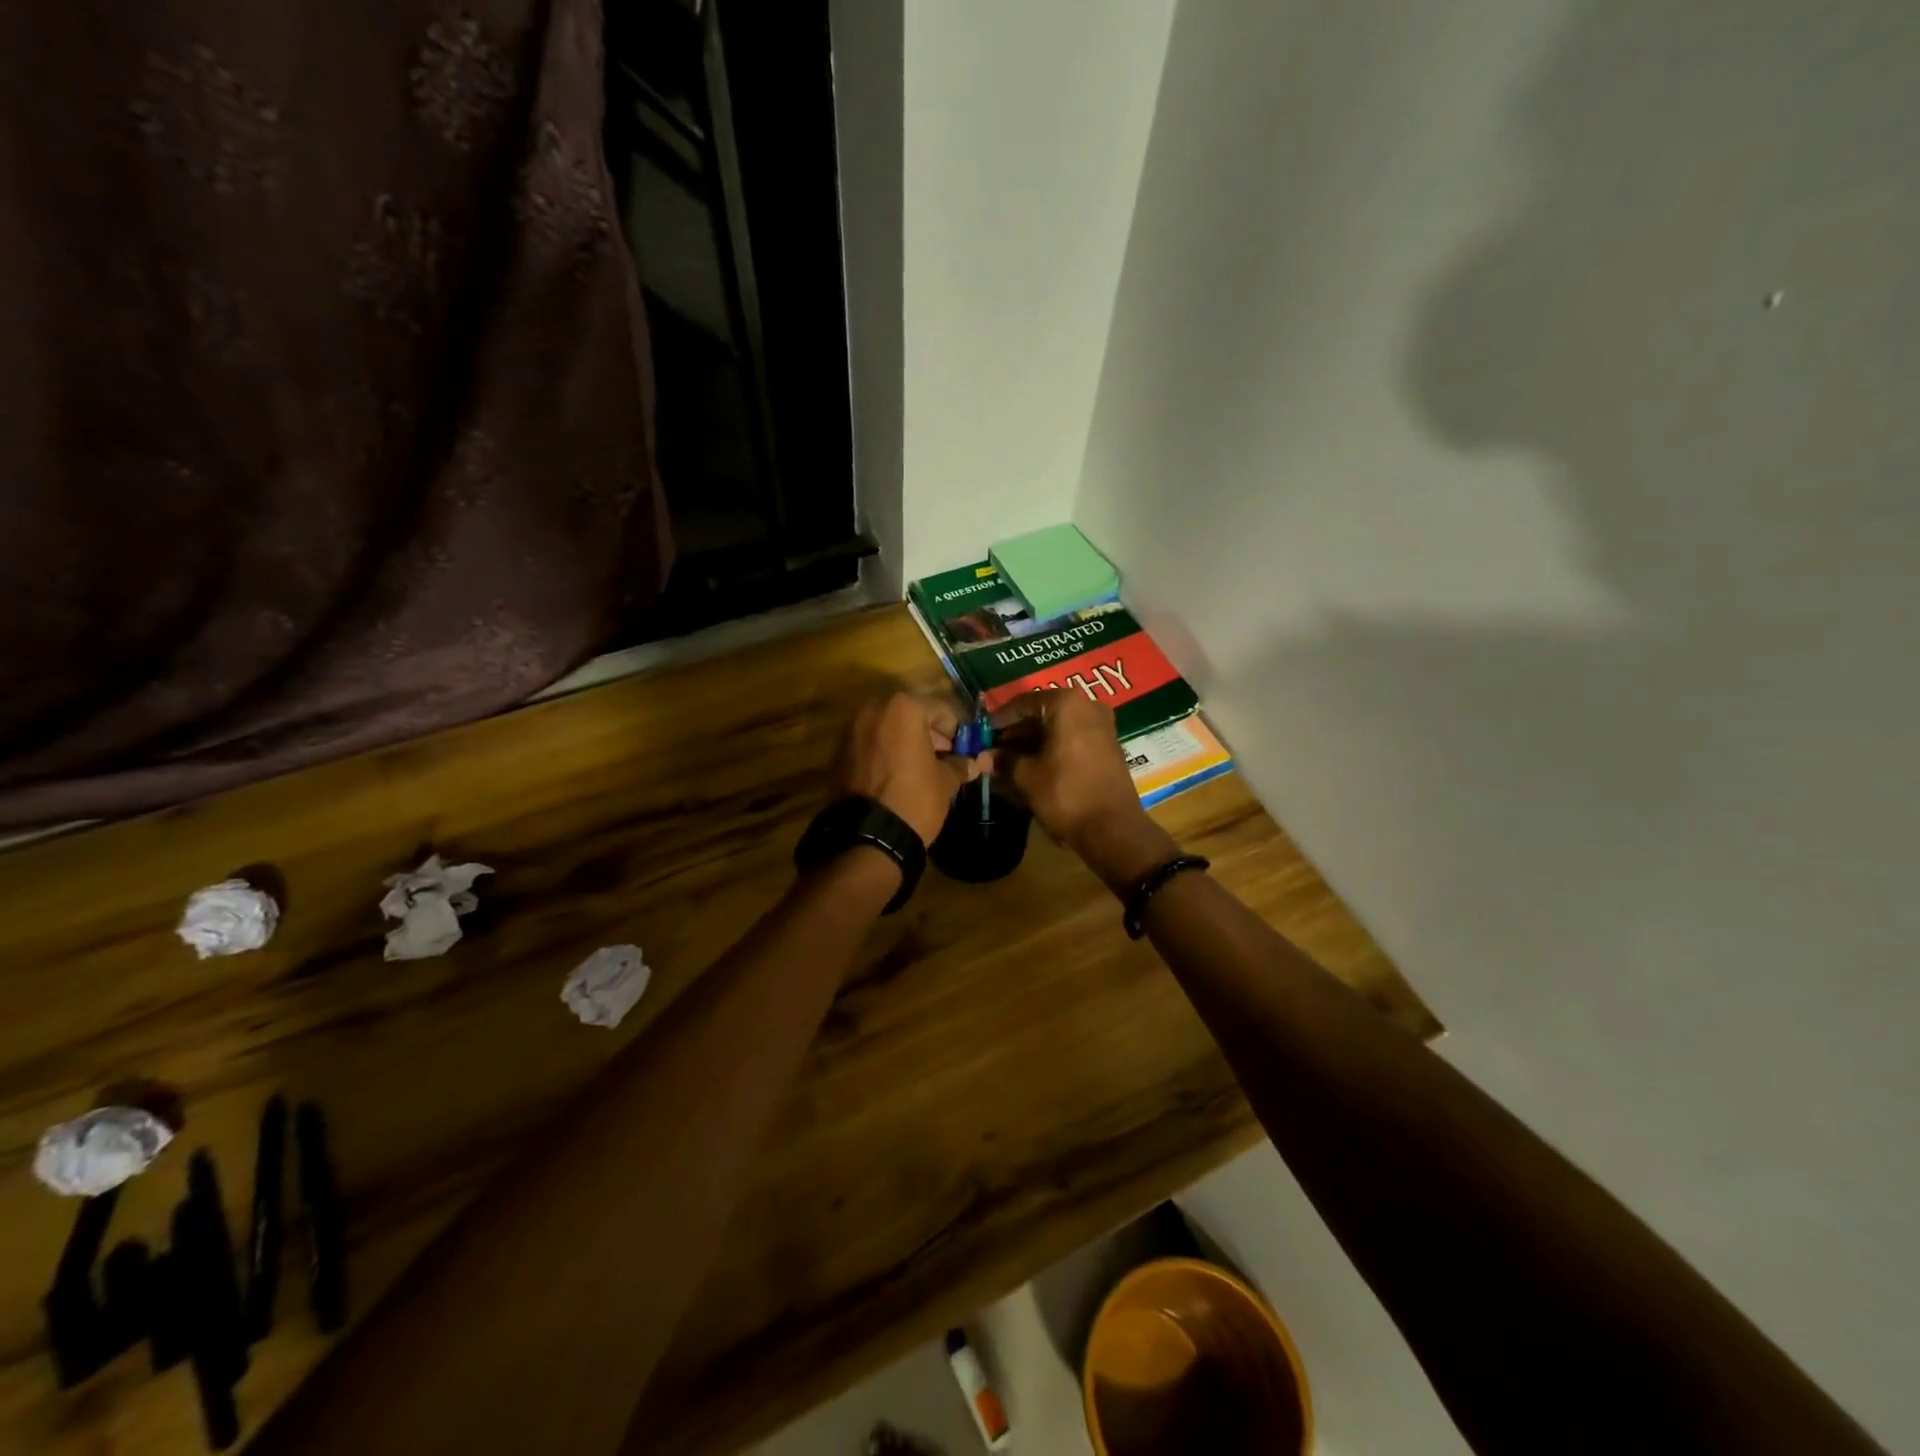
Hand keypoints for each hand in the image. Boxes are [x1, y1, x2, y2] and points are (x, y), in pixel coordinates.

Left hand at [835, 692, 976, 844]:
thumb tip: (976, 763)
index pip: (941, 710)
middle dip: (928, 735)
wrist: (869, 836)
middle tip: (943, 759)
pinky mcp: (839, 751)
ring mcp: (852, 729)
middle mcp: (874, 709)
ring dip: (905, 744)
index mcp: (904, 708)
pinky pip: (871, 745)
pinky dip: (885, 754)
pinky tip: (897, 777)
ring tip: (920, 770)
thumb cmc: (915, 798)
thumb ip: (960, 765)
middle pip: (911, 716)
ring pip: (888, 729)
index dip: (956, 732)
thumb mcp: (946, 781)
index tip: (963, 750)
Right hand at [989, 689, 1175, 891]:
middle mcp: (1087, 705)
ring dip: (1032, 744)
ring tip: (1008, 764)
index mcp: (1065, 703)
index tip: (980, 736)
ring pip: (1056, 727)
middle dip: (1015, 734)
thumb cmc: (1065, 794)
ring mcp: (1101, 725)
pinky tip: (1033, 768)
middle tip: (992, 753)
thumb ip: (1003, 760)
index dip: (998, 721)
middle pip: (1041, 713)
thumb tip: (982, 757)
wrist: (1113, 828)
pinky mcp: (1107, 745)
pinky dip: (1051, 749)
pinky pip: (1072, 739)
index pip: (1022, 703)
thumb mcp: (1026, 776)